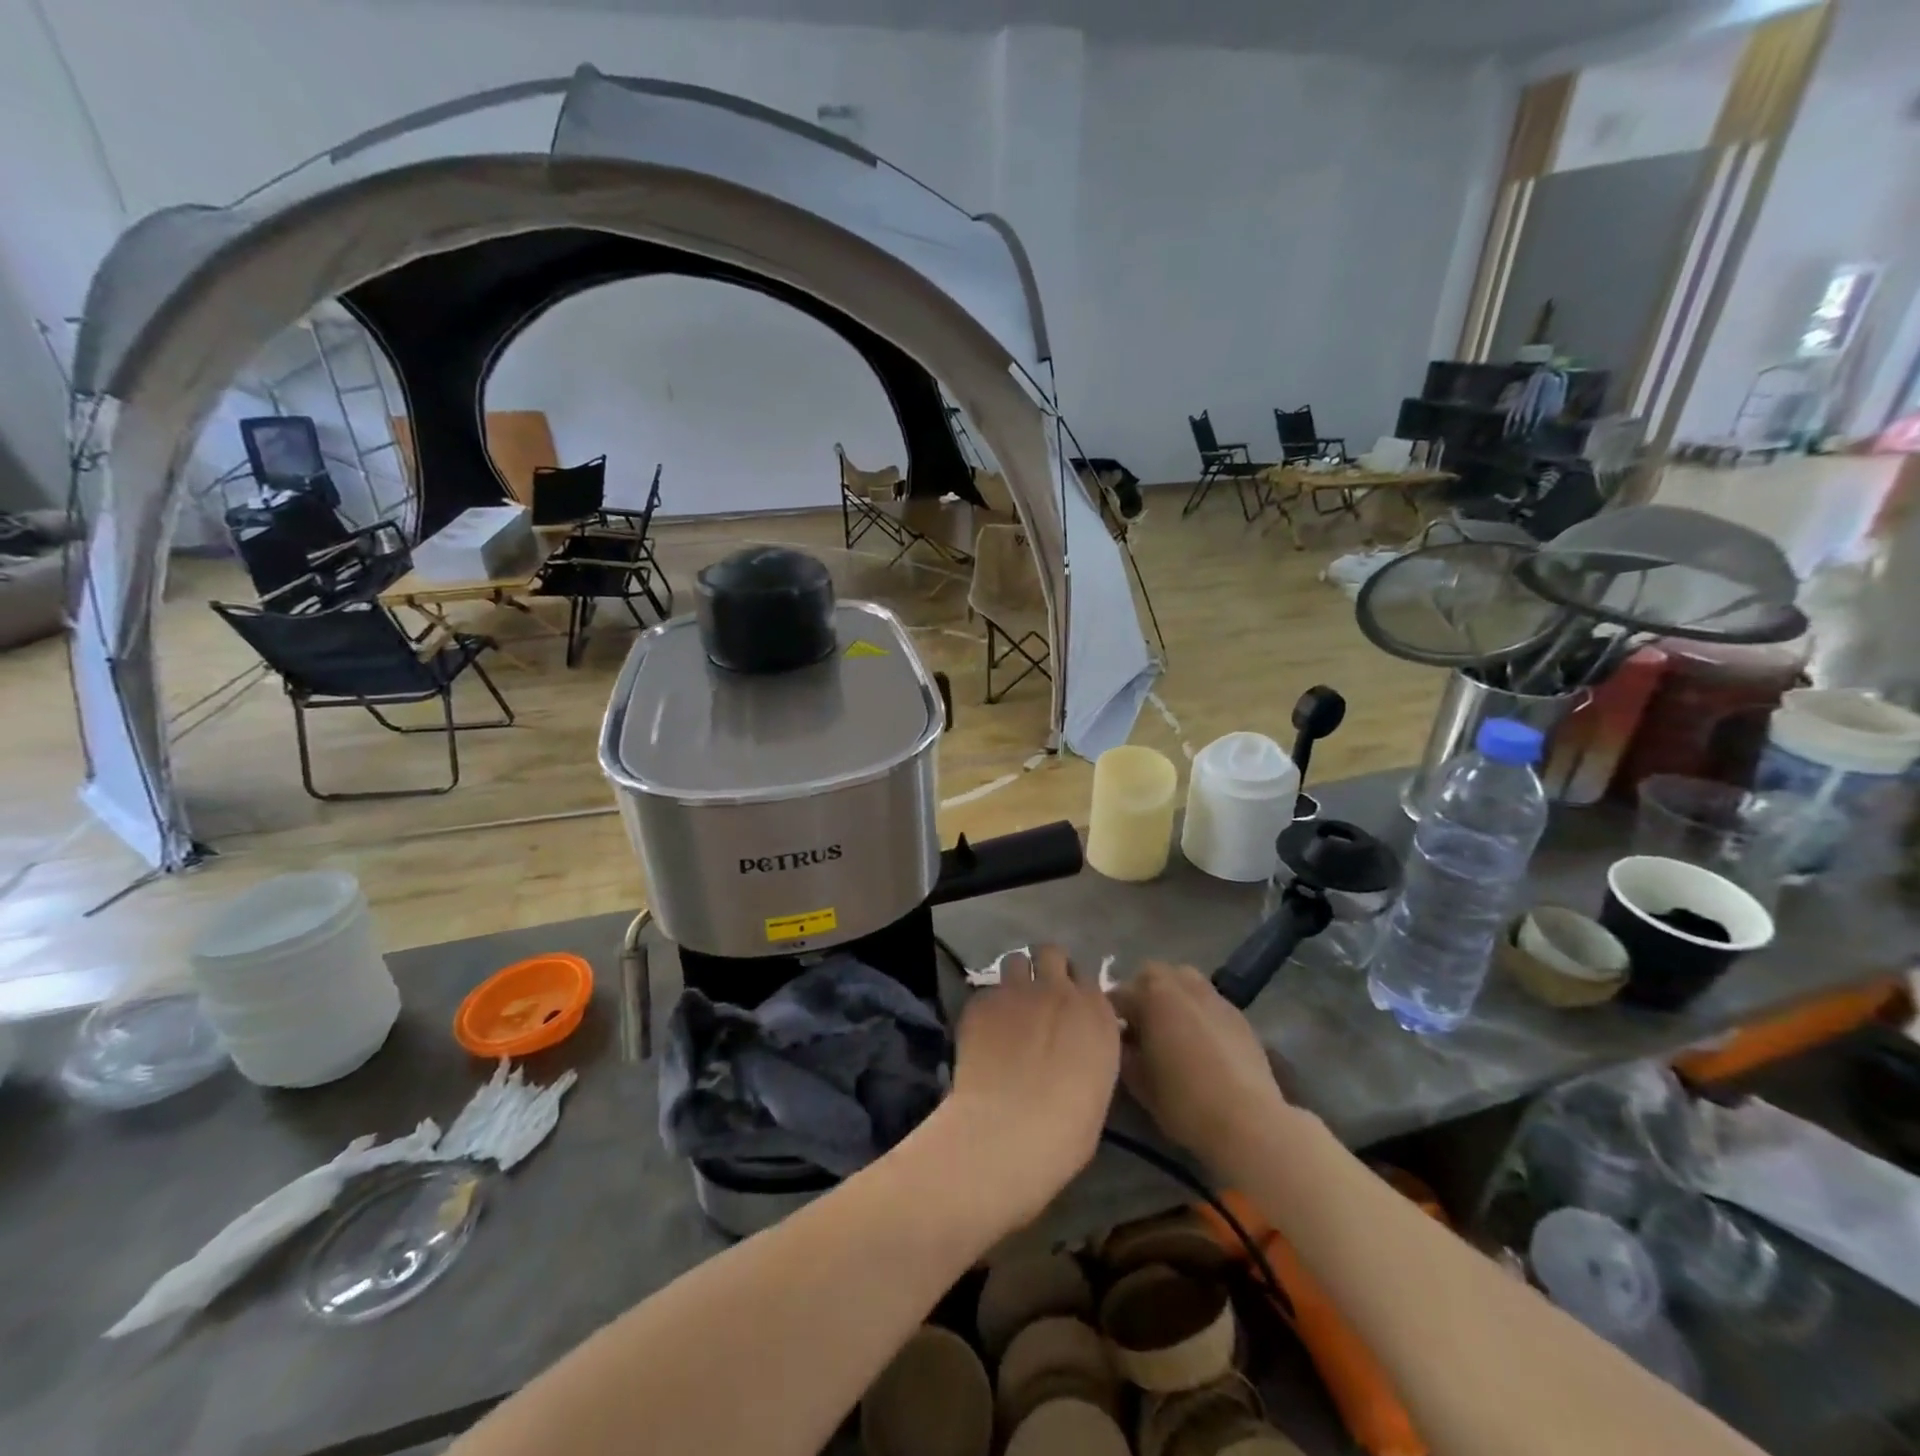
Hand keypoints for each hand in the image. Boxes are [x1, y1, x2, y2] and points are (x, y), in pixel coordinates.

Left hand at [936, 946, 1120, 1229]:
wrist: (1011, 1130)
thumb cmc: (1067, 1129)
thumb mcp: (1097, 1085)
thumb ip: (1088, 1051)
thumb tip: (1073, 1049)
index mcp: (1096, 1012)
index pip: (1089, 979)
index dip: (1076, 990)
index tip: (1068, 1008)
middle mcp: (1059, 990)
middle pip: (1052, 953)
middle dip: (1045, 967)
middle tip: (1037, 994)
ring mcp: (1017, 990)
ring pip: (1015, 960)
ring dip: (1014, 977)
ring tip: (1008, 1006)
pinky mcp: (981, 1000)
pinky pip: (985, 992)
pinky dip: (986, 1007)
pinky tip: (982, 1033)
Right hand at [1109, 962, 1291, 1174]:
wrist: (1248, 1121)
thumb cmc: (1184, 1101)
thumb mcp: (1137, 1082)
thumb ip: (1122, 1052)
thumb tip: (1121, 1040)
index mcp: (1151, 994)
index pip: (1117, 995)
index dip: (1109, 1017)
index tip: (1109, 1040)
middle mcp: (1181, 983)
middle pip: (1151, 976)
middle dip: (1140, 995)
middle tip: (1139, 1029)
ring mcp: (1213, 996)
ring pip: (1182, 982)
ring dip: (1171, 997)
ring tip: (1171, 1030)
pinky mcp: (1237, 1013)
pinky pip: (1207, 1001)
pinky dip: (1197, 1012)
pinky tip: (1201, 1043)